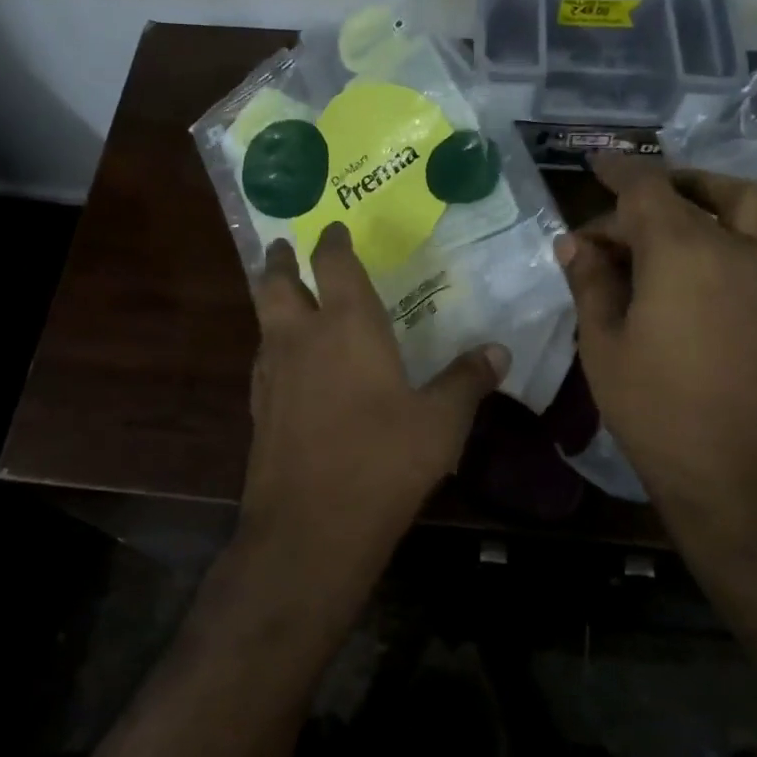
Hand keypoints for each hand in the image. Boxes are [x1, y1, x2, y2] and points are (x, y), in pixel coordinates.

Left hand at [240, 223, 505, 590]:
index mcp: (347, 326)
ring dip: (271, 300)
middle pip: (275, 281)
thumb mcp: (440, 423)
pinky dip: (272, 345)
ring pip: (263, 319)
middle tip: (283, 246)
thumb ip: (467, 380)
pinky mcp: (258, 409)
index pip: (333, 263)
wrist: (310, 528)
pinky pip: (263, 359)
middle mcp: (301, 338)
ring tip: (285, 296)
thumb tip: (498, 350)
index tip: (335, 228)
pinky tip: (289, 363)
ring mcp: (272, 373)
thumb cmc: (382, 462)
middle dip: (279, 259)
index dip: (333, 241)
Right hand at [557, 156, 756, 531]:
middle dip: (641, 204)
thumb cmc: (651, 408)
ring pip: (751, 207)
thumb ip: (591, 282)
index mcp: (678, 253)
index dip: (617, 171)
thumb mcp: (602, 342)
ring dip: (714, 193)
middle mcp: (733, 249)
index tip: (596, 163)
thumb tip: (576, 243)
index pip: (644, 190)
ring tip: (688, 200)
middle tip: (608, 234)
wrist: (729, 474)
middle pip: (685, 202)